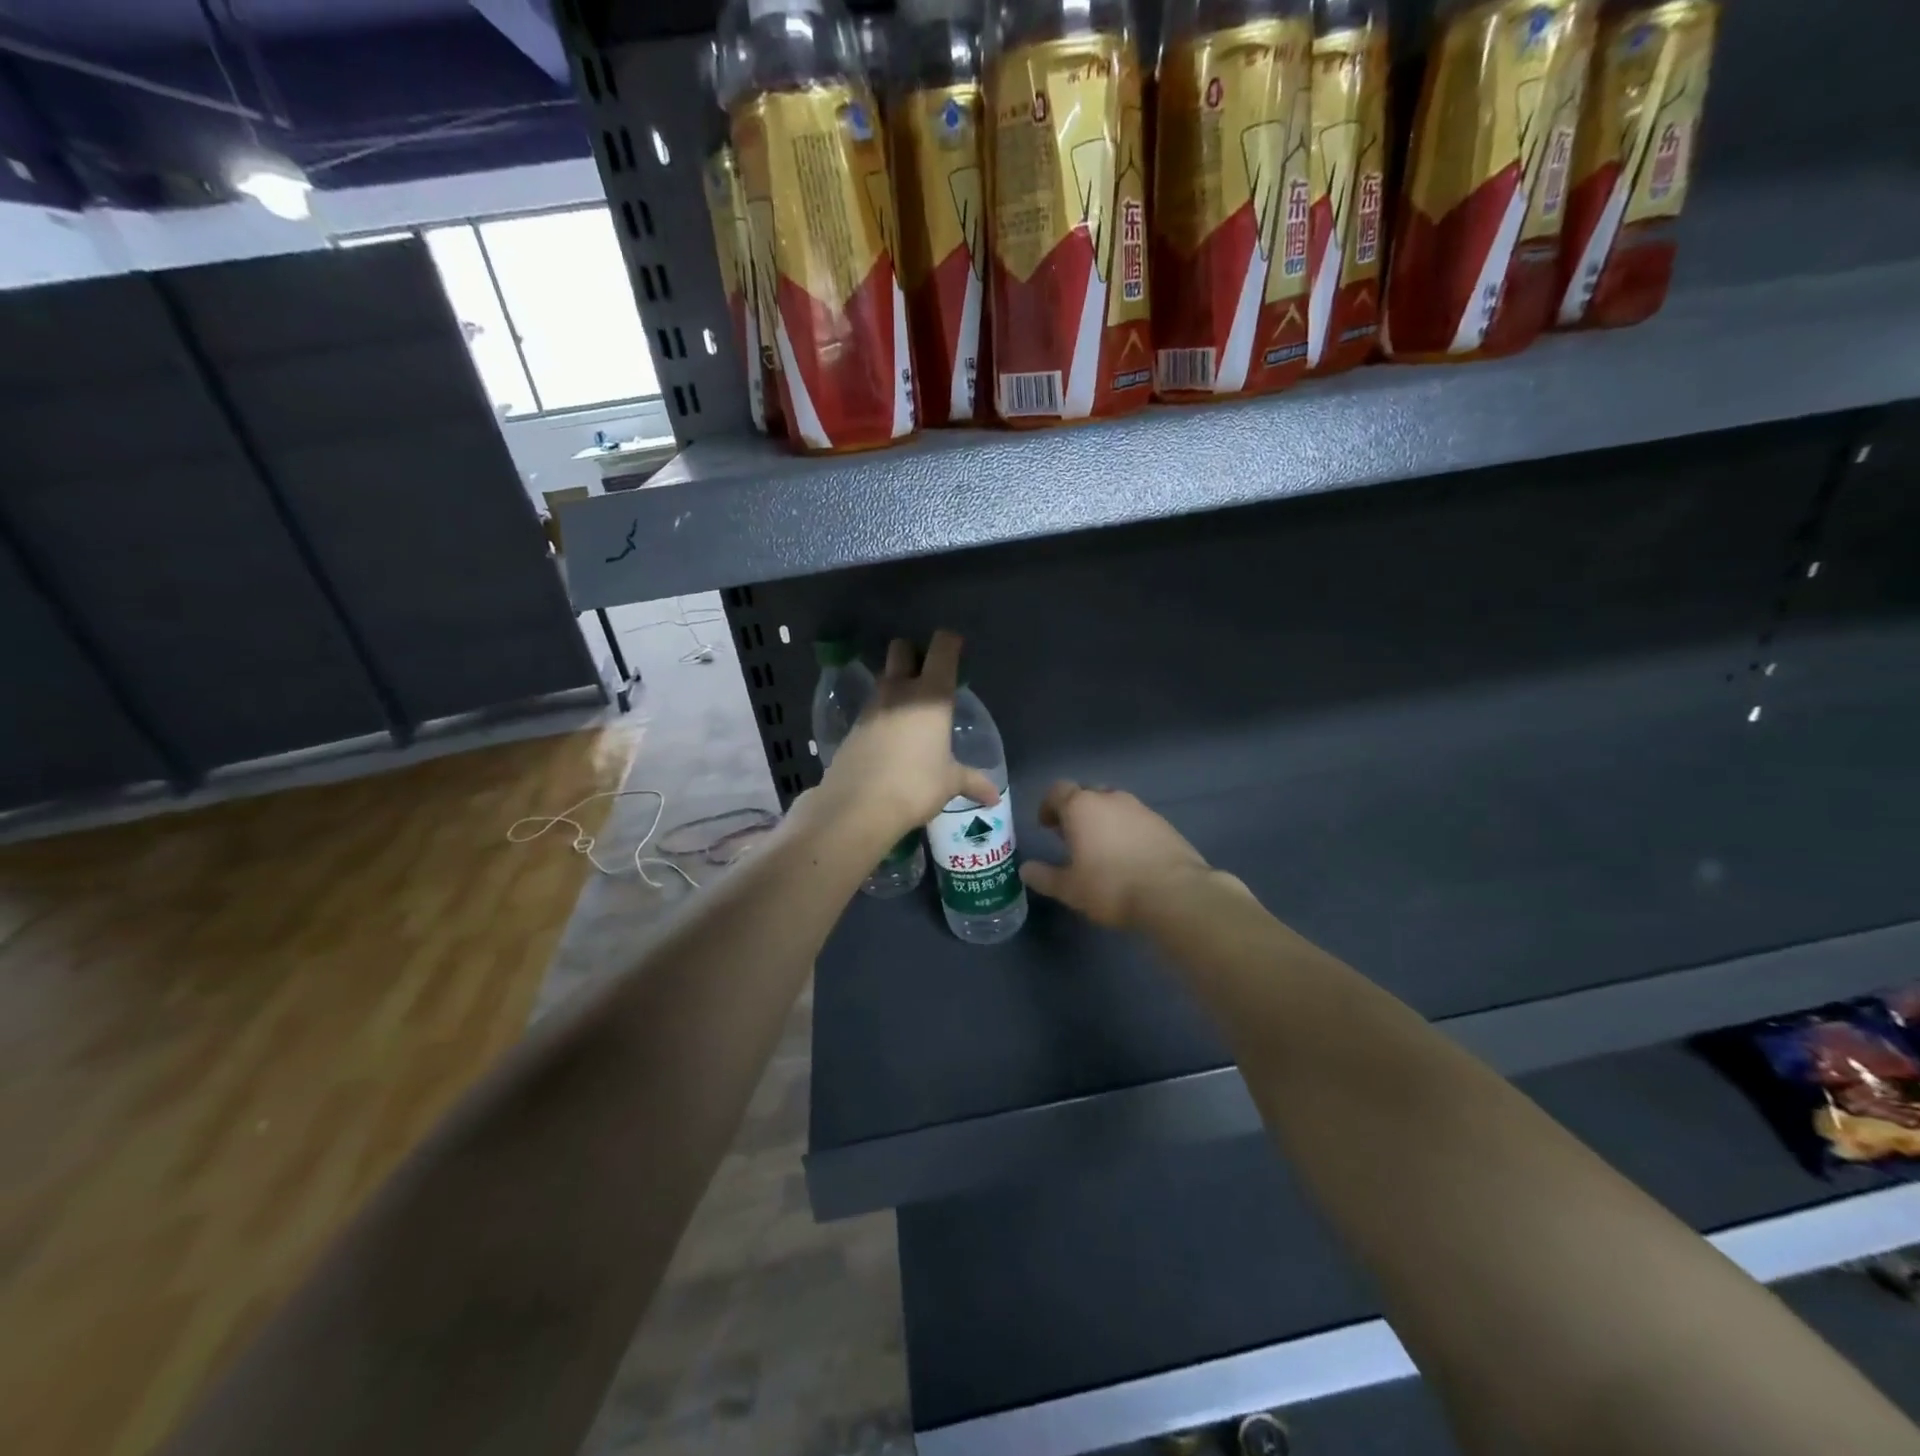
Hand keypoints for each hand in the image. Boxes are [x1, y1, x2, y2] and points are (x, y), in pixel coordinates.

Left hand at [814, 630, 999, 840]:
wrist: (858, 805)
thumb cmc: (915, 785)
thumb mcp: (949, 783)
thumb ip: (972, 782)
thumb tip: (994, 797)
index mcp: (931, 695)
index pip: (942, 648)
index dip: (949, 642)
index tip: (956, 648)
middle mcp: (899, 691)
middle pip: (902, 649)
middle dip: (914, 654)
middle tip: (927, 675)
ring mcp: (872, 706)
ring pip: (884, 677)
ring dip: (896, 683)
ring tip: (911, 709)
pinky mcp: (853, 726)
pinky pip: (871, 707)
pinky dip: (882, 712)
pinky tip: (890, 736)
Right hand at [1019, 781, 1210, 929]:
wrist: (1175, 894)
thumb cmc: (1111, 887)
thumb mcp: (1069, 888)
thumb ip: (1044, 876)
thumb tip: (1026, 869)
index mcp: (1081, 806)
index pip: (1057, 791)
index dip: (1048, 806)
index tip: (1046, 826)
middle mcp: (1110, 798)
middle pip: (1086, 794)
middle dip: (1076, 811)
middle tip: (1071, 836)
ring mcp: (1140, 808)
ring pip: (1113, 805)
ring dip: (1103, 820)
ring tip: (1100, 848)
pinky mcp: (1163, 823)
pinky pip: (1135, 819)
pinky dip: (1126, 830)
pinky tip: (1128, 856)